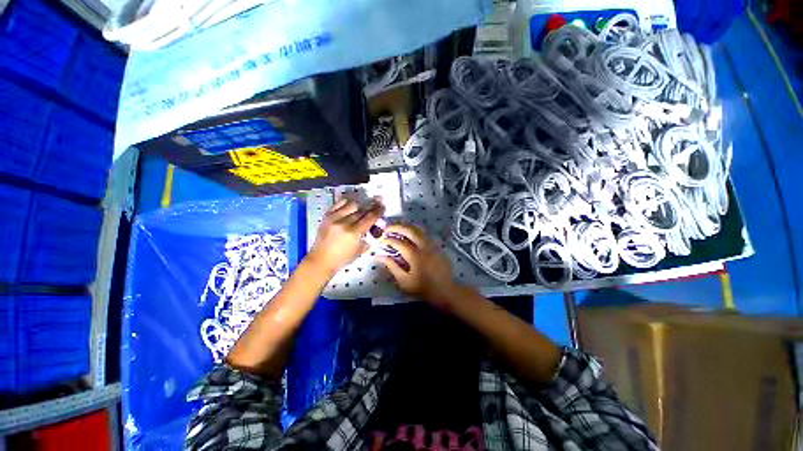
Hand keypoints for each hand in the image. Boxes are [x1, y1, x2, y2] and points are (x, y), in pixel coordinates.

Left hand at [307, 198, 383, 276]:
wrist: (321, 260)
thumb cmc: (342, 259)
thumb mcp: (360, 251)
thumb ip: (369, 238)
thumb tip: (375, 228)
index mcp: (353, 233)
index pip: (370, 218)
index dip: (378, 211)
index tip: (382, 208)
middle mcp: (344, 223)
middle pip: (362, 210)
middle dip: (370, 208)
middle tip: (375, 206)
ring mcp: (334, 218)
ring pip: (351, 204)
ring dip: (359, 206)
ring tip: (361, 209)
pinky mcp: (327, 216)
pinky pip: (339, 203)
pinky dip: (346, 203)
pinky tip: (350, 206)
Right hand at [377, 223, 460, 306]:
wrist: (445, 291)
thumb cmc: (423, 288)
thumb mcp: (404, 281)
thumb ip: (392, 266)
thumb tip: (379, 256)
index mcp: (415, 256)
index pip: (398, 243)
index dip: (387, 240)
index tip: (380, 241)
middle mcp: (424, 246)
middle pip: (410, 230)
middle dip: (397, 227)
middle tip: (387, 228)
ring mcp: (432, 245)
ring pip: (419, 229)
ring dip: (406, 227)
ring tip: (397, 228)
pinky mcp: (437, 246)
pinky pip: (425, 234)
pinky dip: (415, 231)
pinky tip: (410, 235)